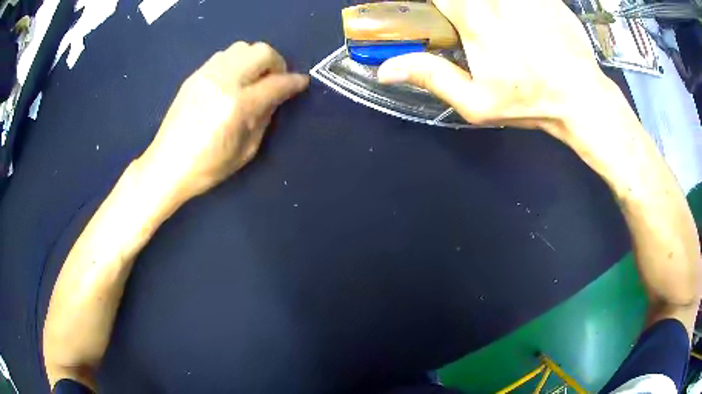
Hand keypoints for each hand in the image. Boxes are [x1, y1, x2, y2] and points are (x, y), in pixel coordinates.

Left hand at [140, 42, 308, 200]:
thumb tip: (276, 96)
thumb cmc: (207, 168)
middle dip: (276, 63)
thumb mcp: (246, 151)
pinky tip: (233, 80)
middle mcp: (223, 82)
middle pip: (262, 52)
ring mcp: (206, 75)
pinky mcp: (194, 75)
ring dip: (255, 59)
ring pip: (242, 47)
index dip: (294, 82)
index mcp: (237, 106)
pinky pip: (223, 55)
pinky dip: (236, 62)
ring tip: (253, 79)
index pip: (276, 83)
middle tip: (275, 80)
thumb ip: (264, 118)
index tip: (301, 83)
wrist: (166, 166)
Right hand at [377, 0, 609, 136]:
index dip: (423, 3)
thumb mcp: (476, 102)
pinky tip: (518, 22)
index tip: (430, 14)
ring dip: (485, 9)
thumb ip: (431, 77)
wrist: (582, 97)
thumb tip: (385, 69)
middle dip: (456, 8)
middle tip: (461, 23)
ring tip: (497, 29)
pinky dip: (511, 8)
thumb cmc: (530, 101)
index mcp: (472, 15)